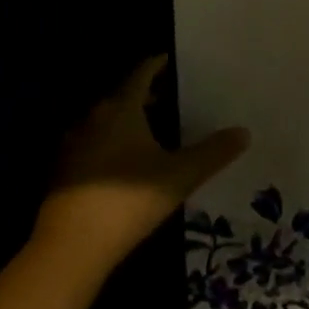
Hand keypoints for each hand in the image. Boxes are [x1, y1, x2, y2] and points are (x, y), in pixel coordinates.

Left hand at [32, 55, 249, 280]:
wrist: (70, 247)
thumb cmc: (128, 200)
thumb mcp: (180, 176)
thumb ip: (213, 153)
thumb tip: (244, 132)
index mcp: (121, 108)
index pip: (142, 73)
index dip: (160, 64)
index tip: (177, 61)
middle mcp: (94, 118)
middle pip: (123, 95)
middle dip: (149, 93)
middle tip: (176, 95)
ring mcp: (74, 144)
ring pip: (107, 120)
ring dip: (130, 119)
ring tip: (157, 128)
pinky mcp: (65, 171)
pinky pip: (95, 143)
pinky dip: (114, 142)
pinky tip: (129, 161)